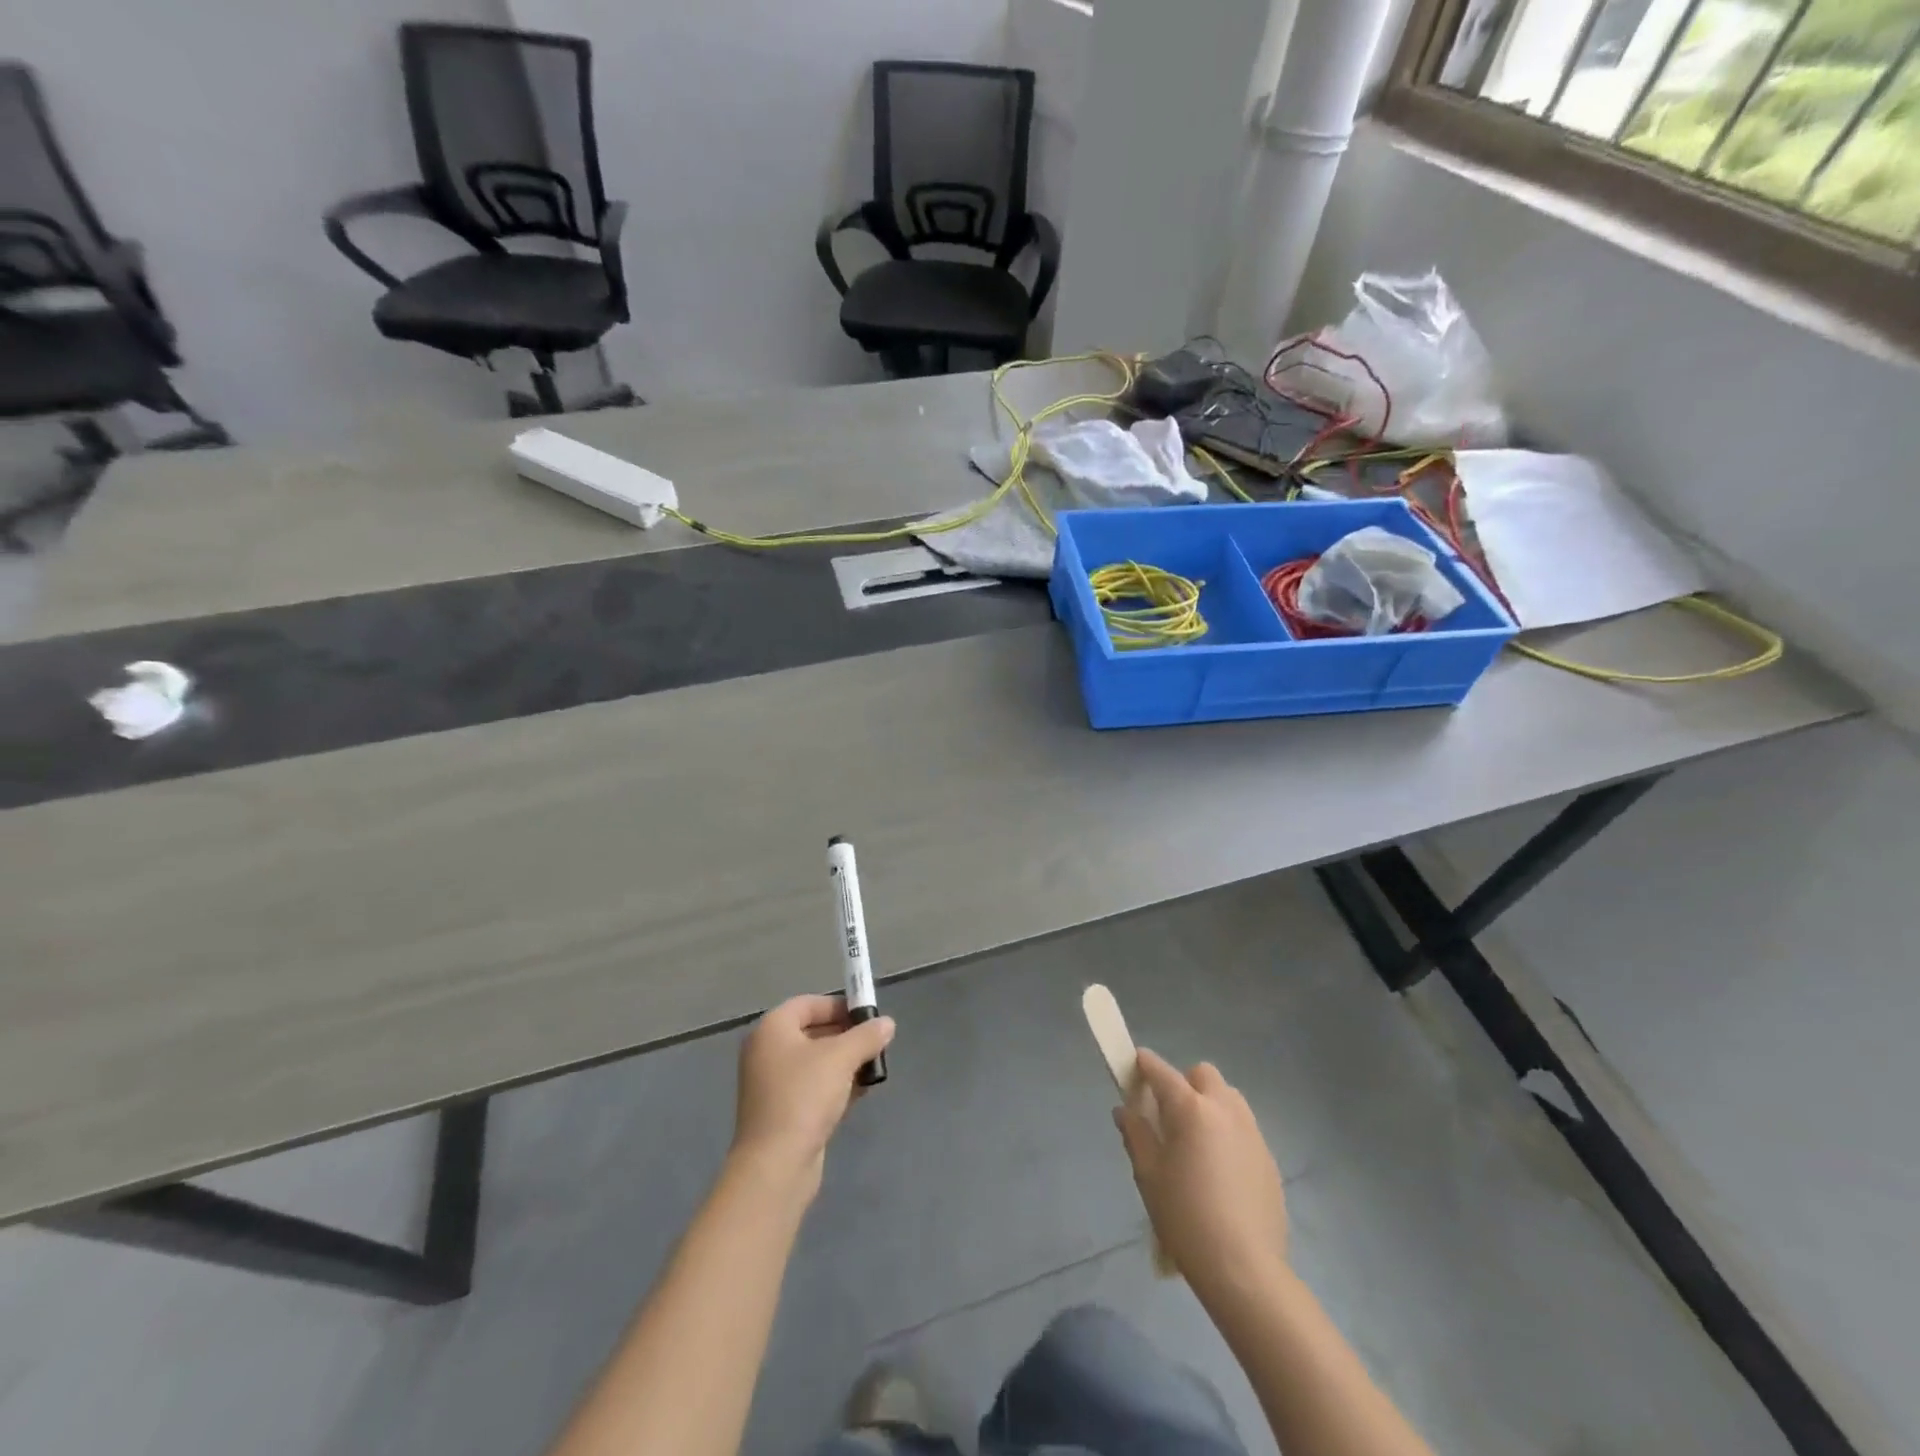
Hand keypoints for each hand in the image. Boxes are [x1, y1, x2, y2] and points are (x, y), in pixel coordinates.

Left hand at [731, 994, 894, 1193]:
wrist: (775, 1166)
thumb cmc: (804, 1096)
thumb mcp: (841, 1058)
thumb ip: (866, 1036)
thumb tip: (886, 1023)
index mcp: (772, 1029)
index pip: (808, 1003)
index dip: (838, 1006)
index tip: (867, 1017)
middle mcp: (767, 1052)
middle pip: (812, 1032)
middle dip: (846, 1036)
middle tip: (875, 1044)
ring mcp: (773, 1085)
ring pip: (815, 1062)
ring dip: (845, 1063)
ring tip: (873, 1069)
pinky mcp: (782, 1113)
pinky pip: (813, 1088)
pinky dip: (835, 1086)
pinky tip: (860, 1093)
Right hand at [1113, 1049, 1288, 1297]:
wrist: (1244, 1269)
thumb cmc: (1186, 1217)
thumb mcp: (1148, 1175)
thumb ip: (1135, 1134)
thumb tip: (1125, 1110)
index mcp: (1191, 1109)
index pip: (1162, 1072)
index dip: (1144, 1065)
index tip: (1134, 1066)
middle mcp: (1224, 1109)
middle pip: (1203, 1074)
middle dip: (1184, 1083)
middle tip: (1170, 1114)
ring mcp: (1252, 1132)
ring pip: (1228, 1097)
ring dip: (1210, 1103)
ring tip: (1197, 1140)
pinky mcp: (1268, 1158)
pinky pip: (1244, 1127)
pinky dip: (1228, 1132)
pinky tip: (1220, 1170)